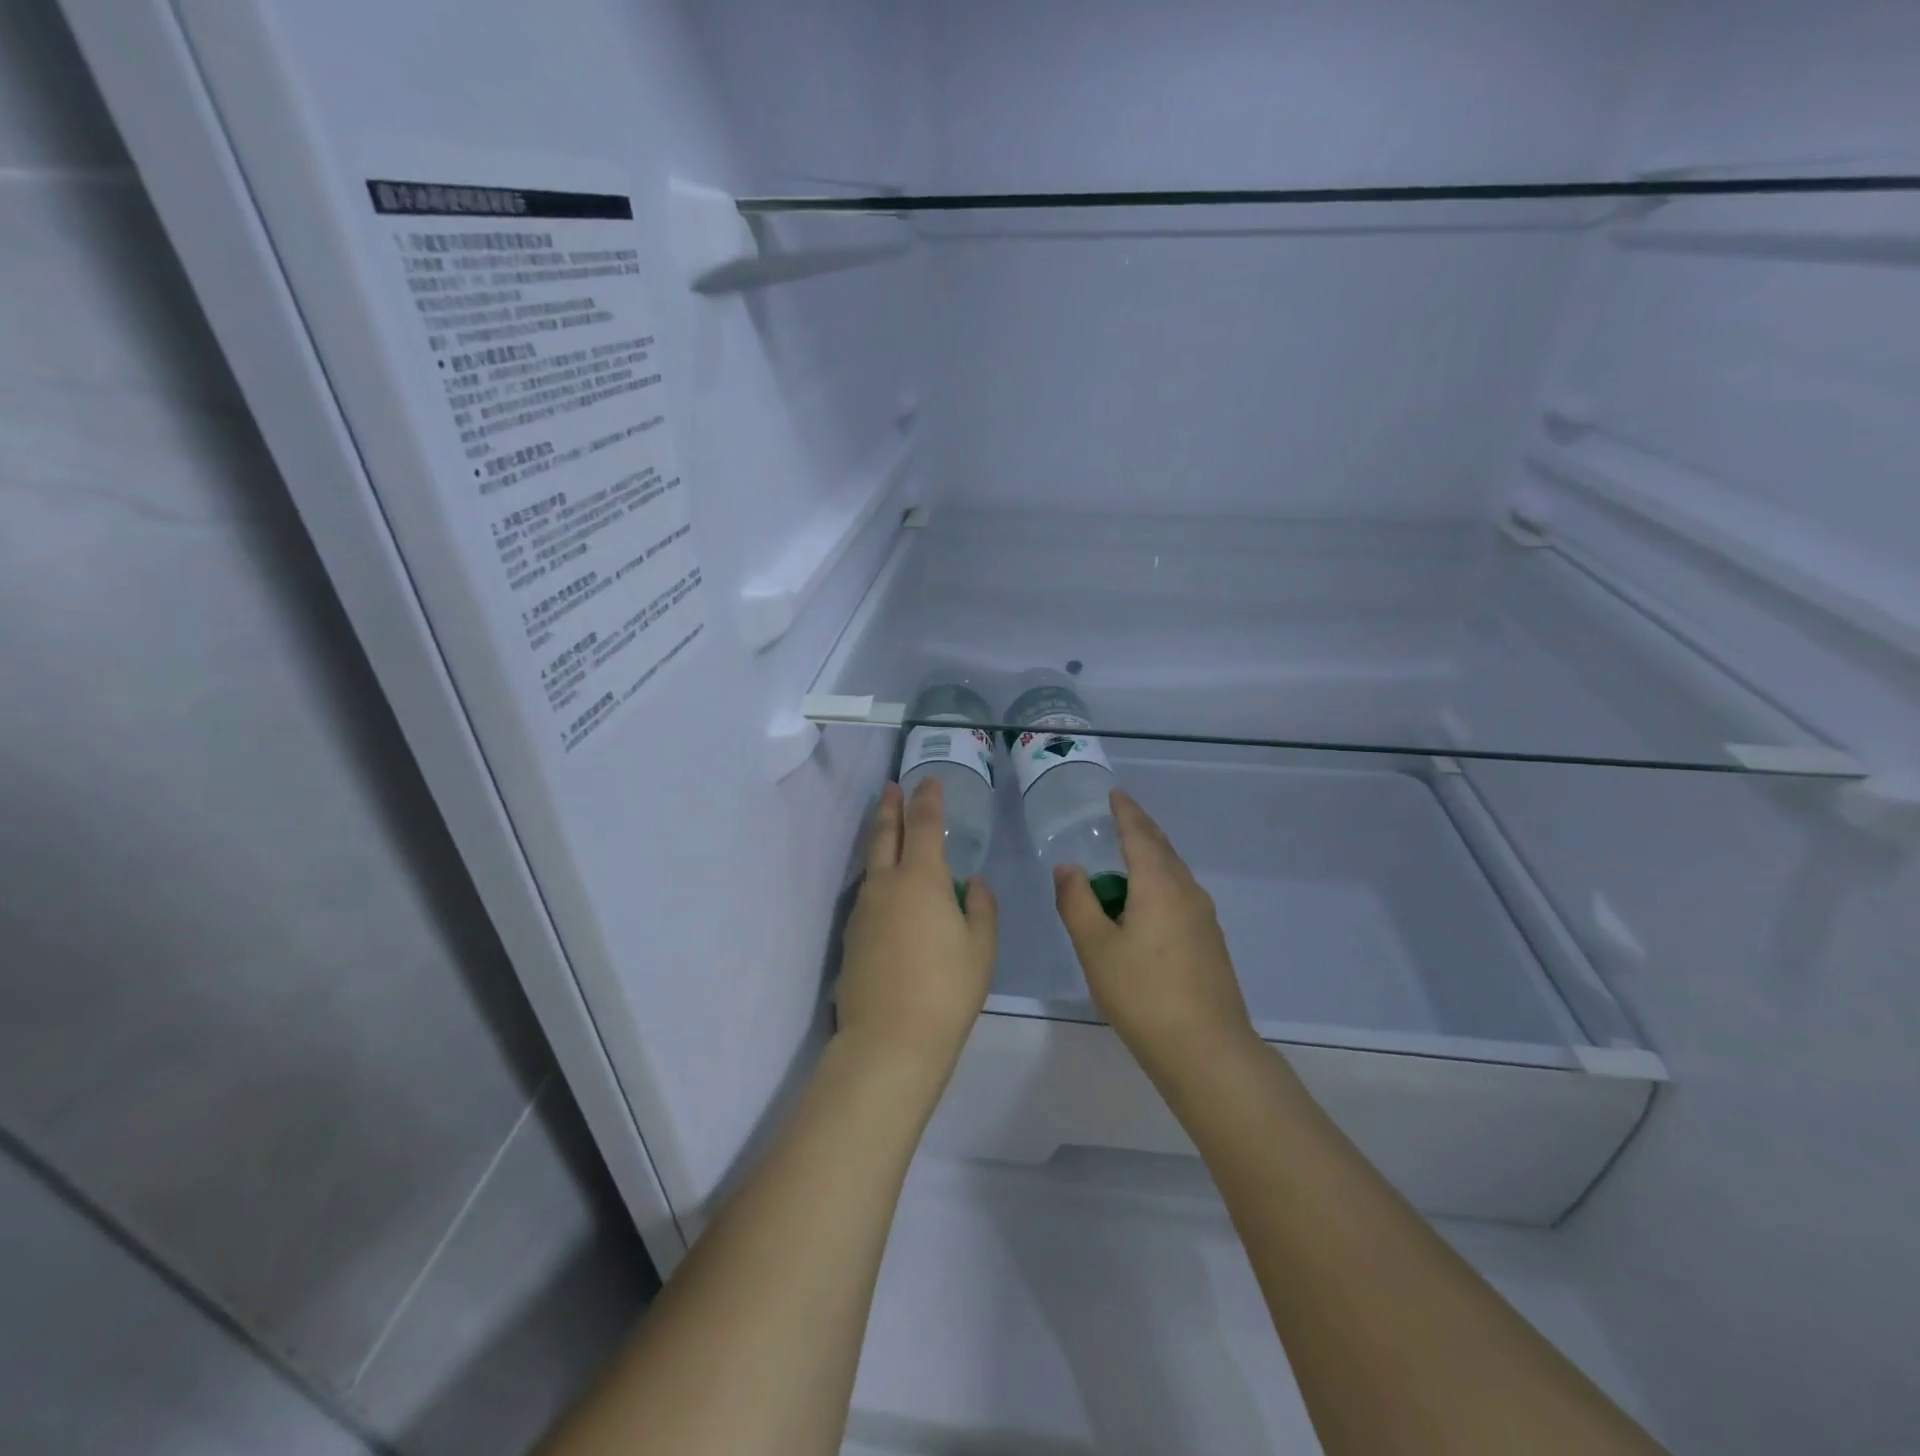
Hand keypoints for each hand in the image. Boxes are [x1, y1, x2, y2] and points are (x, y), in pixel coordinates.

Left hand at [835, 779, 997, 1078]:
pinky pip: (867, 893)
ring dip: (880, 839)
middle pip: (885, 833)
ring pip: (871, 862)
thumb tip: (971, 883)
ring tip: (888, 829)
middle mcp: (886, 884)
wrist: (889, 1039)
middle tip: (892, 787)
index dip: (928, 798)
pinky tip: (887, 889)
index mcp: (922, 879)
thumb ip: (980, 908)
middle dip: (890, 806)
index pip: (924, 823)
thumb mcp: (981, 947)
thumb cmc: (947, 989)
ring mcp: (863, 909)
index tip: (929, 780)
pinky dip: (877, 877)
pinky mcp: (851, 935)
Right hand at [1054, 789, 1258, 1081]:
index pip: (1140, 835)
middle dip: (1141, 829)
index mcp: (1159, 885)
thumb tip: (1069, 867)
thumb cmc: (1143, 994)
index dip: (1126, 812)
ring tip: (1127, 858)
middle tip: (1121, 816)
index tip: (1115, 794)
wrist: (1206, 1050)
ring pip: (1174, 873)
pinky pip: (1180, 895)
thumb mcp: (1096, 948)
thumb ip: (1077, 902)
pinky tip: (1146, 904)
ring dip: (1151, 858)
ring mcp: (1204, 918)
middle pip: (1162, 849)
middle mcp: (1187, 892)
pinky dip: (1159, 883)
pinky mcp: (1209, 942)